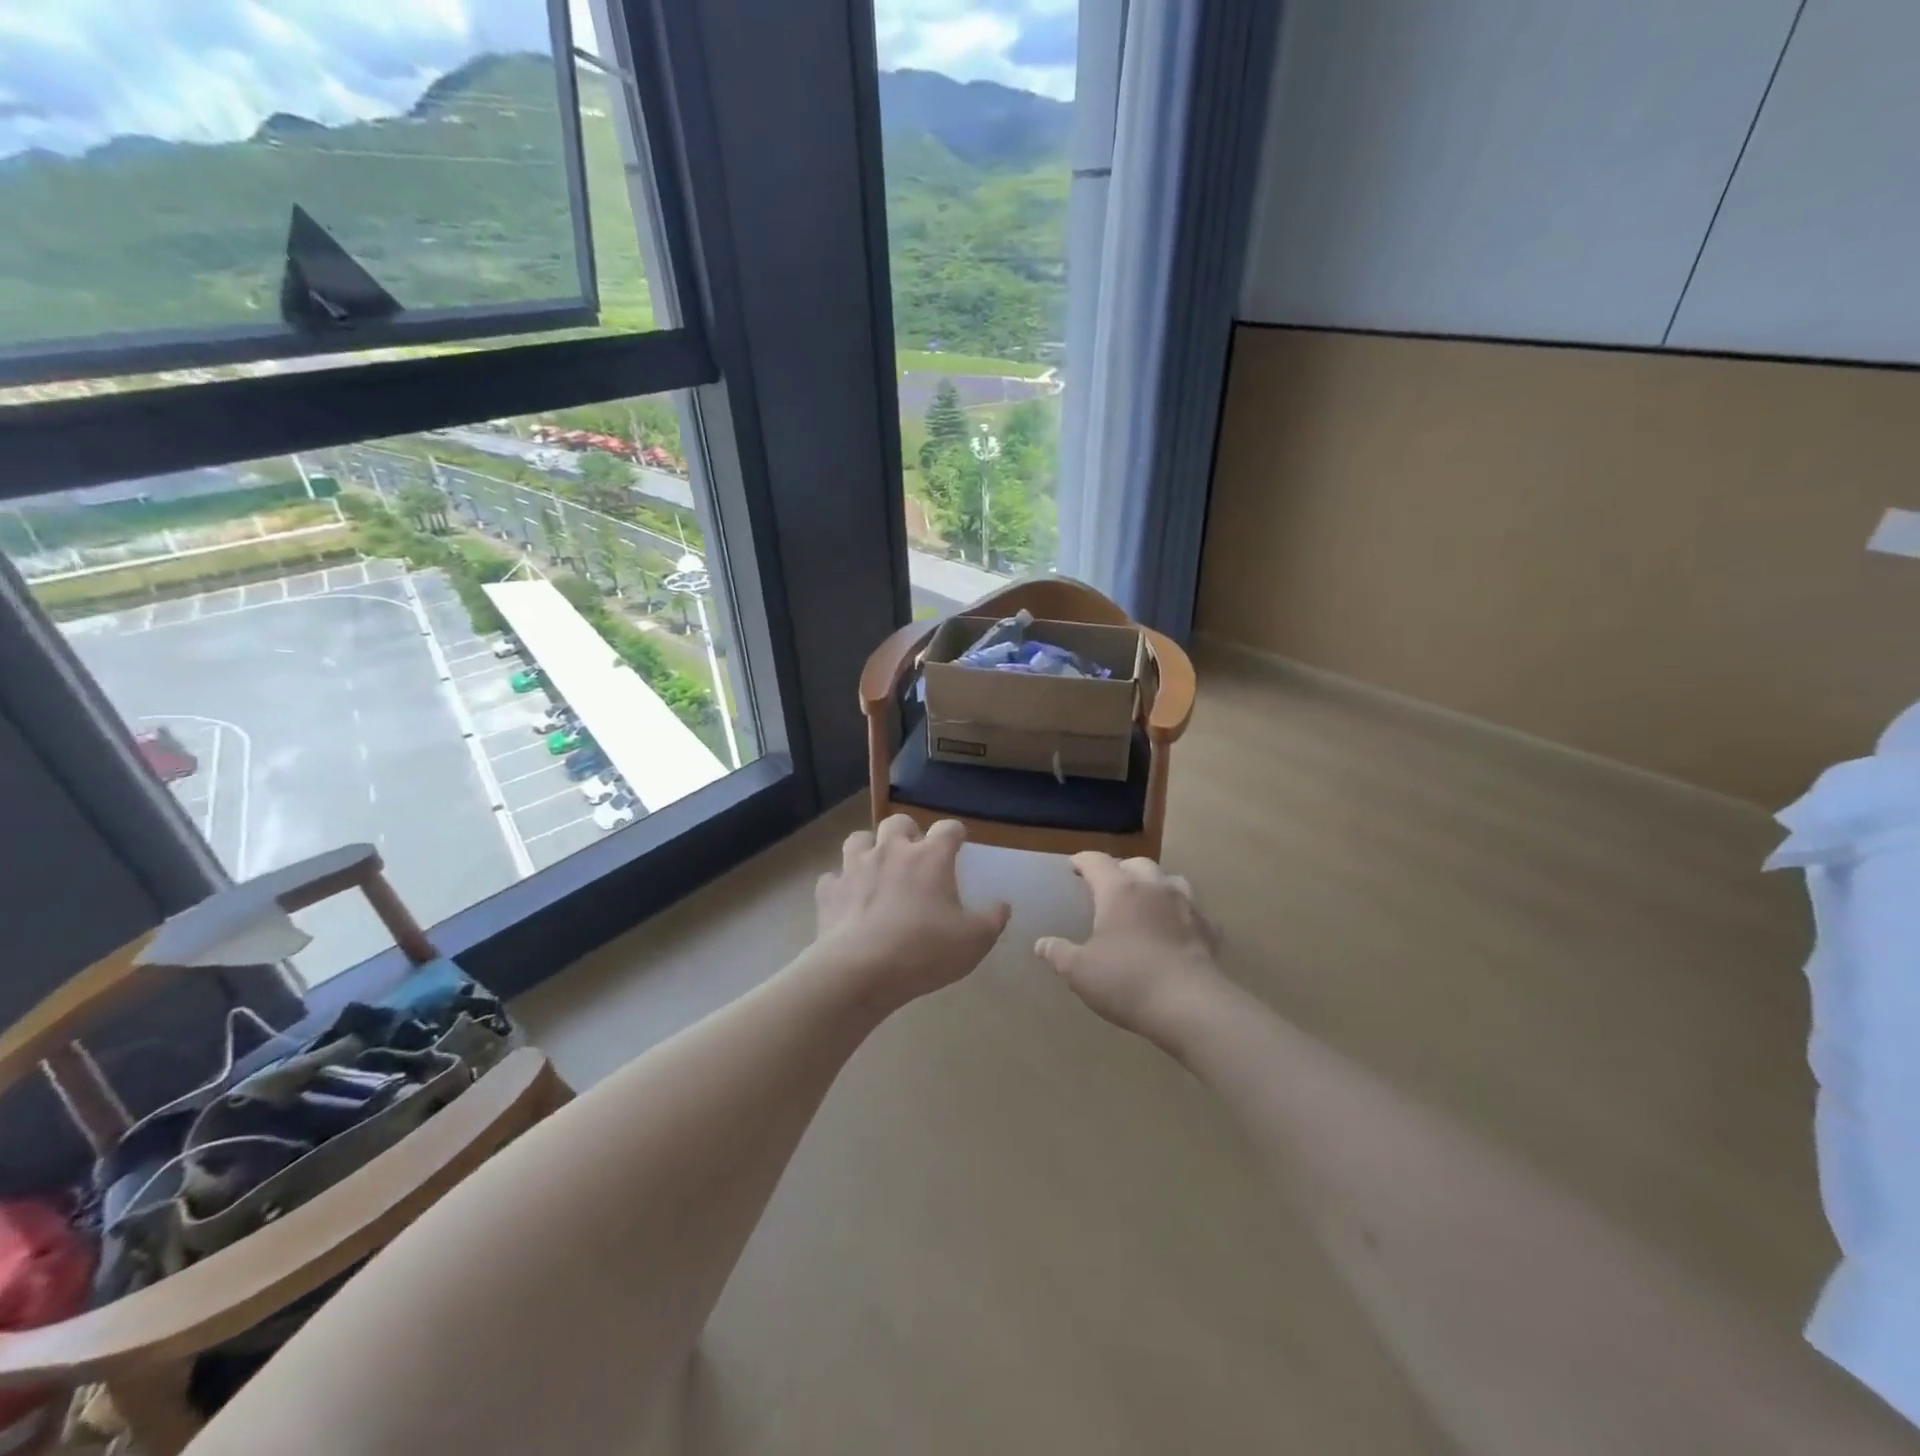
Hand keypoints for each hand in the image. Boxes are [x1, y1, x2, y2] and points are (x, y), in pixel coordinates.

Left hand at [813, 815, 1010, 1011]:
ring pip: (858, 839)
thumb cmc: (924, 951)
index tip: (959, 841)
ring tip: (876, 867)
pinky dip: (841, 884)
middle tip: (914, 852)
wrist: (859, 971)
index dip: (955, 832)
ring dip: (869, 848)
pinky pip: (833, 877)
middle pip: (898, 822)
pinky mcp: (829, 891)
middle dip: (908, 831)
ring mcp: (855, 868)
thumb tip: (1002, 905)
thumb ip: (993, 919)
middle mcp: (891, 851)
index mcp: (930, 857)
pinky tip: (847, 899)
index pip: (948, 828)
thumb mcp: (974, 941)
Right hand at [1037, 853, 1225, 1044]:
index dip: (1083, 861)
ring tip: (1147, 901)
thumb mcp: (1079, 971)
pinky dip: (1183, 915)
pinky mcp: (1209, 929)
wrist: (1189, 1005)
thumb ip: (1058, 953)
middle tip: (1109, 886)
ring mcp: (1186, 905)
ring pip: (1171, 880)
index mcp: (1119, 890)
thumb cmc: (1126, 981)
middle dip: (1121, 869)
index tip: (1074, 866)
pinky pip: (1195, 912)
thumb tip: (1041, 944)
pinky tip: (1179, 931)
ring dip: (1156, 885)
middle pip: (1137, 864)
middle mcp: (1154, 887)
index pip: (1096, 861)